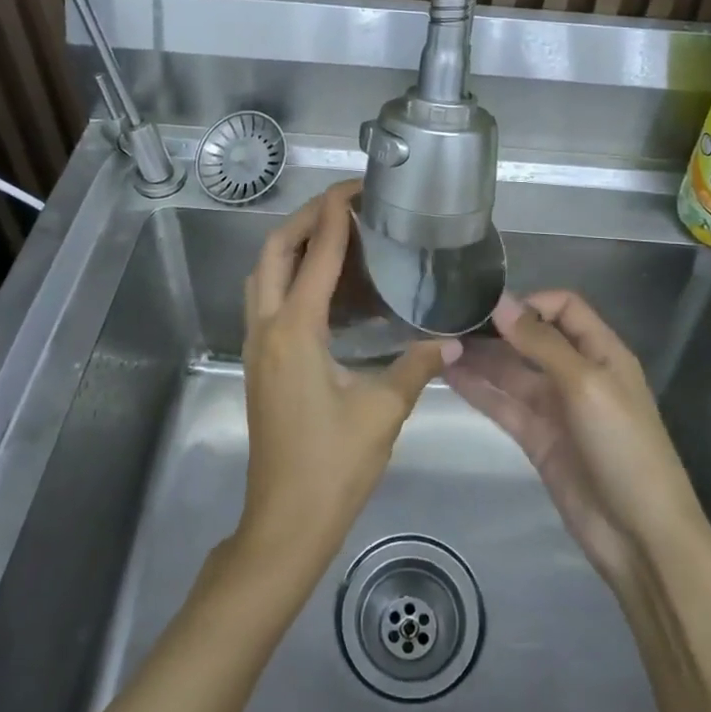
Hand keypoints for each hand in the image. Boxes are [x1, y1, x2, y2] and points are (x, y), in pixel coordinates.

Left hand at [236, 180, 456, 572]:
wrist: (284, 523)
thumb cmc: (332, 466)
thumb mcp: (382, 412)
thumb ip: (417, 367)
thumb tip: (452, 342)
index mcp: (294, 331)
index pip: (316, 256)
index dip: (335, 217)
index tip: (355, 188)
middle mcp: (266, 328)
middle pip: (274, 252)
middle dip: (306, 219)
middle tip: (345, 203)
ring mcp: (257, 346)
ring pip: (265, 274)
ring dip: (295, 245)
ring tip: (336, 232)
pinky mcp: (260, 362)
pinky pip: (270, 299)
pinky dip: (293, 275)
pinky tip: (329, 285)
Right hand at [448, 291, 707, 593]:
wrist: (640, 535)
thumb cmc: (624, 446)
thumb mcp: (587, 384)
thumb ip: (542, 343)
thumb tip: (501, 303)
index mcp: (601, 352)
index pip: (564, 308)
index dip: (530, 303)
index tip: (491, 309)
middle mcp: (577, 373)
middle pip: (532, 338)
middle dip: (496, 328)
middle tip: (450, 320)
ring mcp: (555, 408)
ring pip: (511, 371)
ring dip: (480, 357)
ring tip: (438, 343)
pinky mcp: (536, 439)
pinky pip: (503, 405)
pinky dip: (478, 389)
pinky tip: (448, 374)